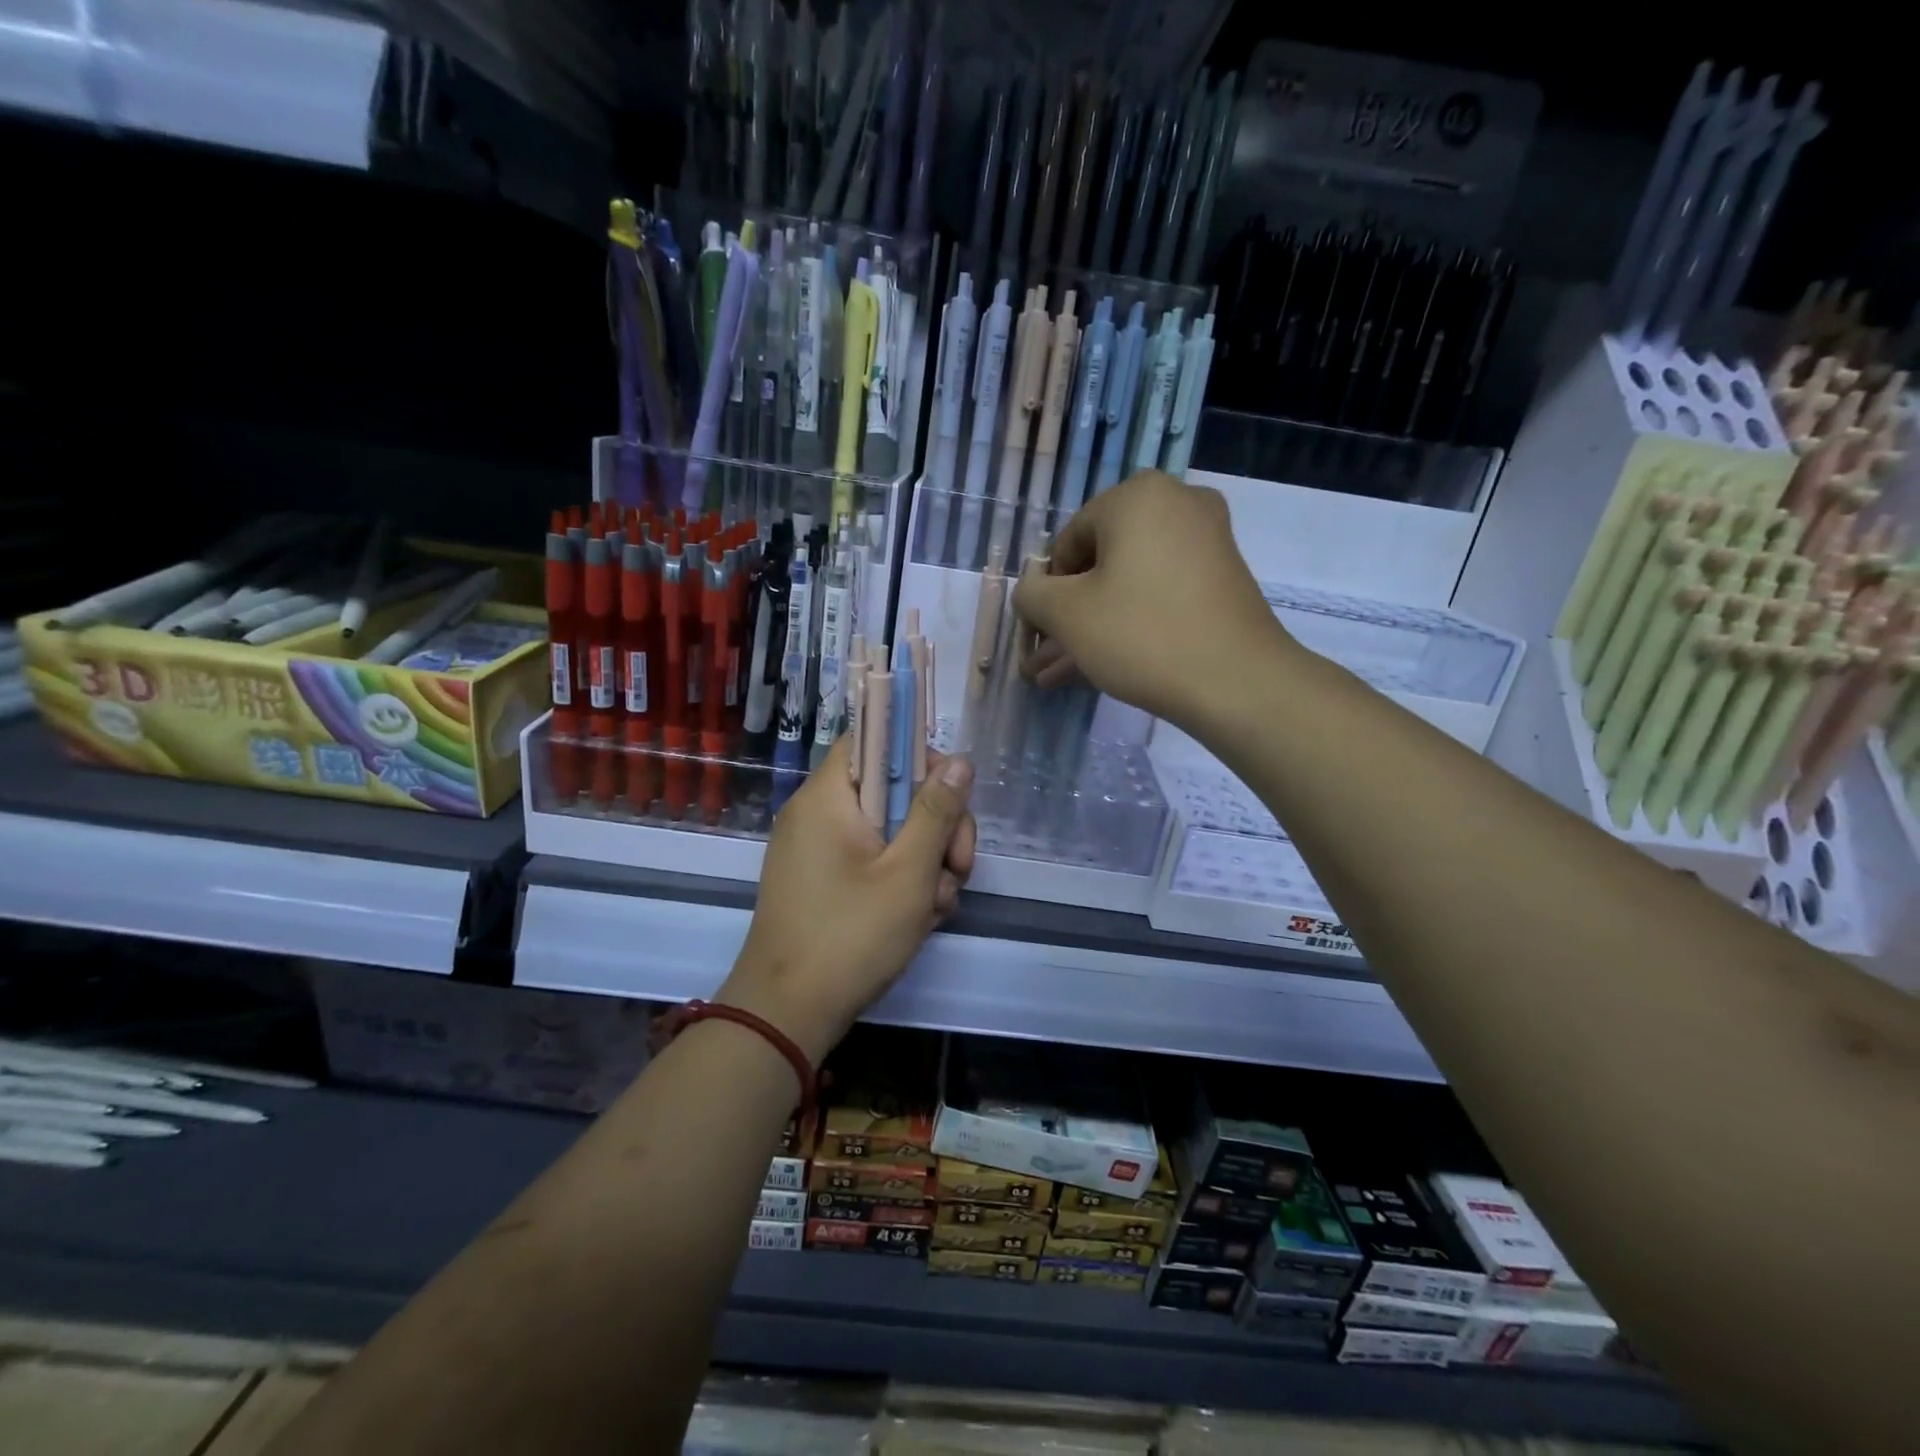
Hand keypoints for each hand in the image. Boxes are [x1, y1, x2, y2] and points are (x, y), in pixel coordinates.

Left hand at [719, 737, 975, 1062]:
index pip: (871, 739)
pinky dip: (899, 881)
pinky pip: (870, 861)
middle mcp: (817, 815)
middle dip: (935, 826)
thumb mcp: (909, 872)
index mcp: (828, 797)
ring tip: (937, 906)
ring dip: (924, 862)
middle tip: (958, 868)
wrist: (787, 1015)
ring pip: (888, 831)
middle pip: (890, 790)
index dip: (916, 754)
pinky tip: (921, 918)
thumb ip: (937, 812)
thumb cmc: (850, 936)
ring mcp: (817, 851)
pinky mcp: (821, 882)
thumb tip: (959, 761)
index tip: (950, 792)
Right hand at [1012, 470, 1291, 726]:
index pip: (1068, 541)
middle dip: (1067, 616)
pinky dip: (1129, 624)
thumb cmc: (1141, 635)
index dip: (1047, 591)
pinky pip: (1158, 595)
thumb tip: (1032, 591)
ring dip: (1091, 628)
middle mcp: (1176, 504)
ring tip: (1057, 676)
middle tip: (1044, 659)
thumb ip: (1032, 594)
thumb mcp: (1067, 615)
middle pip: (1100, 563)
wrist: (1239, 683)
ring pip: (1128, 585)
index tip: (1040, 635)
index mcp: (1137, 496)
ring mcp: (1205, 542)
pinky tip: (1098, 668)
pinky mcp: (1221, 579)